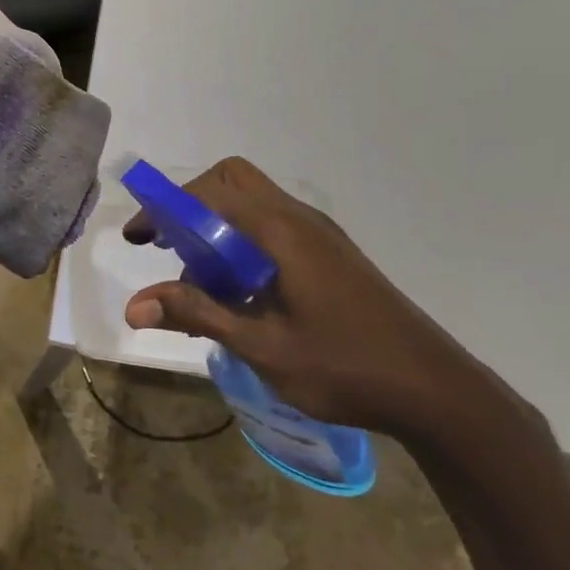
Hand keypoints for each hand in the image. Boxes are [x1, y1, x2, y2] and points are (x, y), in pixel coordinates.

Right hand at [122, 157, 502, 441]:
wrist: (436, 390)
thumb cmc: (345, 367)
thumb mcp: (262, 346)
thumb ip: (198, 315)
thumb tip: (133, 306)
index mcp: (280, 231)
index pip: (208, 194)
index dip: (165, 210)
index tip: (138, 240)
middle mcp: (298, 218)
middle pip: (232, 179)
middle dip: (191, 203)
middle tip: (168, 244)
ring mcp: (319, 234)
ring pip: (253, 202)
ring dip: (216, 225)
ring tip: (200, 281)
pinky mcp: (330, 253)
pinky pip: (272, 226)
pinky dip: (241, 242)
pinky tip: (241, 293)